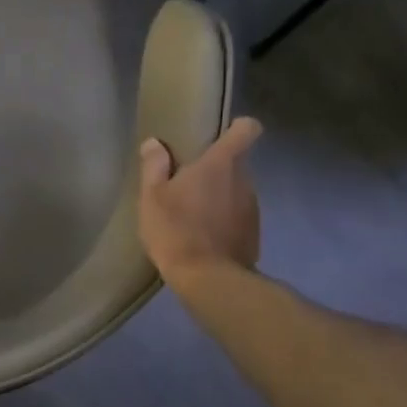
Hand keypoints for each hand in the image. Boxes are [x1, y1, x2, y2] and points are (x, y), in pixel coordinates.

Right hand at [137, 117, 263, 282]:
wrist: (208, 279)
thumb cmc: (176, 230)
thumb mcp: (152, 197)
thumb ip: (154, 167)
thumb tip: (154, 144)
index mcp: (221, 163)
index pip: (246, 129)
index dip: (236, 127)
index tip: (218, 136)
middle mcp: (244, 179)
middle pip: (235, 163)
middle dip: (215, 170)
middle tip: (186, 185)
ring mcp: (253, 208)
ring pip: (236, 191)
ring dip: (219, 197)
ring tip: (192, 216)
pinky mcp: (254, 234)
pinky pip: (238, 217)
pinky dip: (224, 222)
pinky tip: (202, 238)